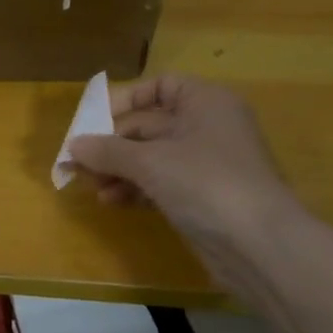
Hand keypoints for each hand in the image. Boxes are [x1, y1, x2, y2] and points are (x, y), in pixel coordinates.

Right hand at [66, 74, 294, 238]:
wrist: (260, 246)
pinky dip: (136, 188)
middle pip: (149, 125)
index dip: (127, 99)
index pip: (161, 86)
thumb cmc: (206, 183)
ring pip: (152, 157)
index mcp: (205, 103)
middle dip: (112, 144)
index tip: (95, 120)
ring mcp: (207, 165)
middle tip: (79, 162)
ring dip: (119, 169)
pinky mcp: (203, 197)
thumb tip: (72, 146)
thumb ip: (107, 150)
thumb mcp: (150, 162)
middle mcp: (208, 127)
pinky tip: (112, 201)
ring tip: (93, 187)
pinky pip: (161, 183)